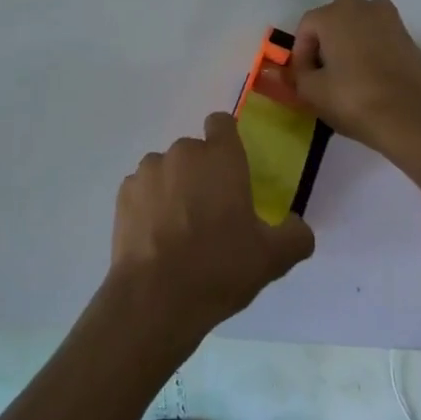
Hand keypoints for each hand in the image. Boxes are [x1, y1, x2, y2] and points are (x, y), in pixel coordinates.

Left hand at [110, 114, 314, 338]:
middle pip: (194, 152)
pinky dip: (149, 205)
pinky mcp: (124, 192)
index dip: (227, 141)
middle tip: (212, 214)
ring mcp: (148, 170)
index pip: (222, 123)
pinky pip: (143, 189)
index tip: (232, 170)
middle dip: (202, 174)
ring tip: (180, 230)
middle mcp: (182, 152)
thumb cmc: (219, 267)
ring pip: (167, 170)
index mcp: (220, 158)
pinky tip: (156, 238)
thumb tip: (296, 225)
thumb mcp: (273, 258)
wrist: (155, 296)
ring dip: (174, 188)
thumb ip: (295, 235)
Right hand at [290, 0, 420, 156]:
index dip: (301, 53)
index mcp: (333, 14)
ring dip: (350, 40)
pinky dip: (372, 48)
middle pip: (334, 19)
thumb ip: (297, 74)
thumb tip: (297, 70)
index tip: (304, 78)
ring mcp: (390, 20)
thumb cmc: (352, 99)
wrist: (409, 119)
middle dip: (326, 41)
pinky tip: (372, 75)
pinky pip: (381, 36)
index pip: (306, 27)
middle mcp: (361, 7)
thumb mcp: (310, 91)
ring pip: (360, 24)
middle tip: (324, 71)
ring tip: (349, 70)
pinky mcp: (409, 38)